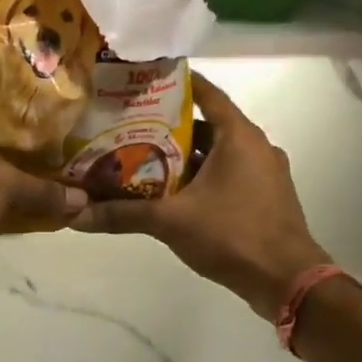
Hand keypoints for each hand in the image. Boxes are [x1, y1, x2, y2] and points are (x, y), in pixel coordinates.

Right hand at [73, 74, 329, 318]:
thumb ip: (123, 214)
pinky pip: (225, 177)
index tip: (141, 82)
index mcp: (238, 136)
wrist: (286, 280)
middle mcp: (254, 147)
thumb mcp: (170, 221)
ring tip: (139, 161)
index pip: (205, 94)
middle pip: (205, 127)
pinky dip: (198, 179)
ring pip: (214, 155)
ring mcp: (262, 174)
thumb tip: (75, 215)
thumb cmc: (232, 234)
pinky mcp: (262, 199)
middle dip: (166, 128)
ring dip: (181, 158)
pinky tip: (169, 195)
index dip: (174, 84)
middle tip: (126, 128)